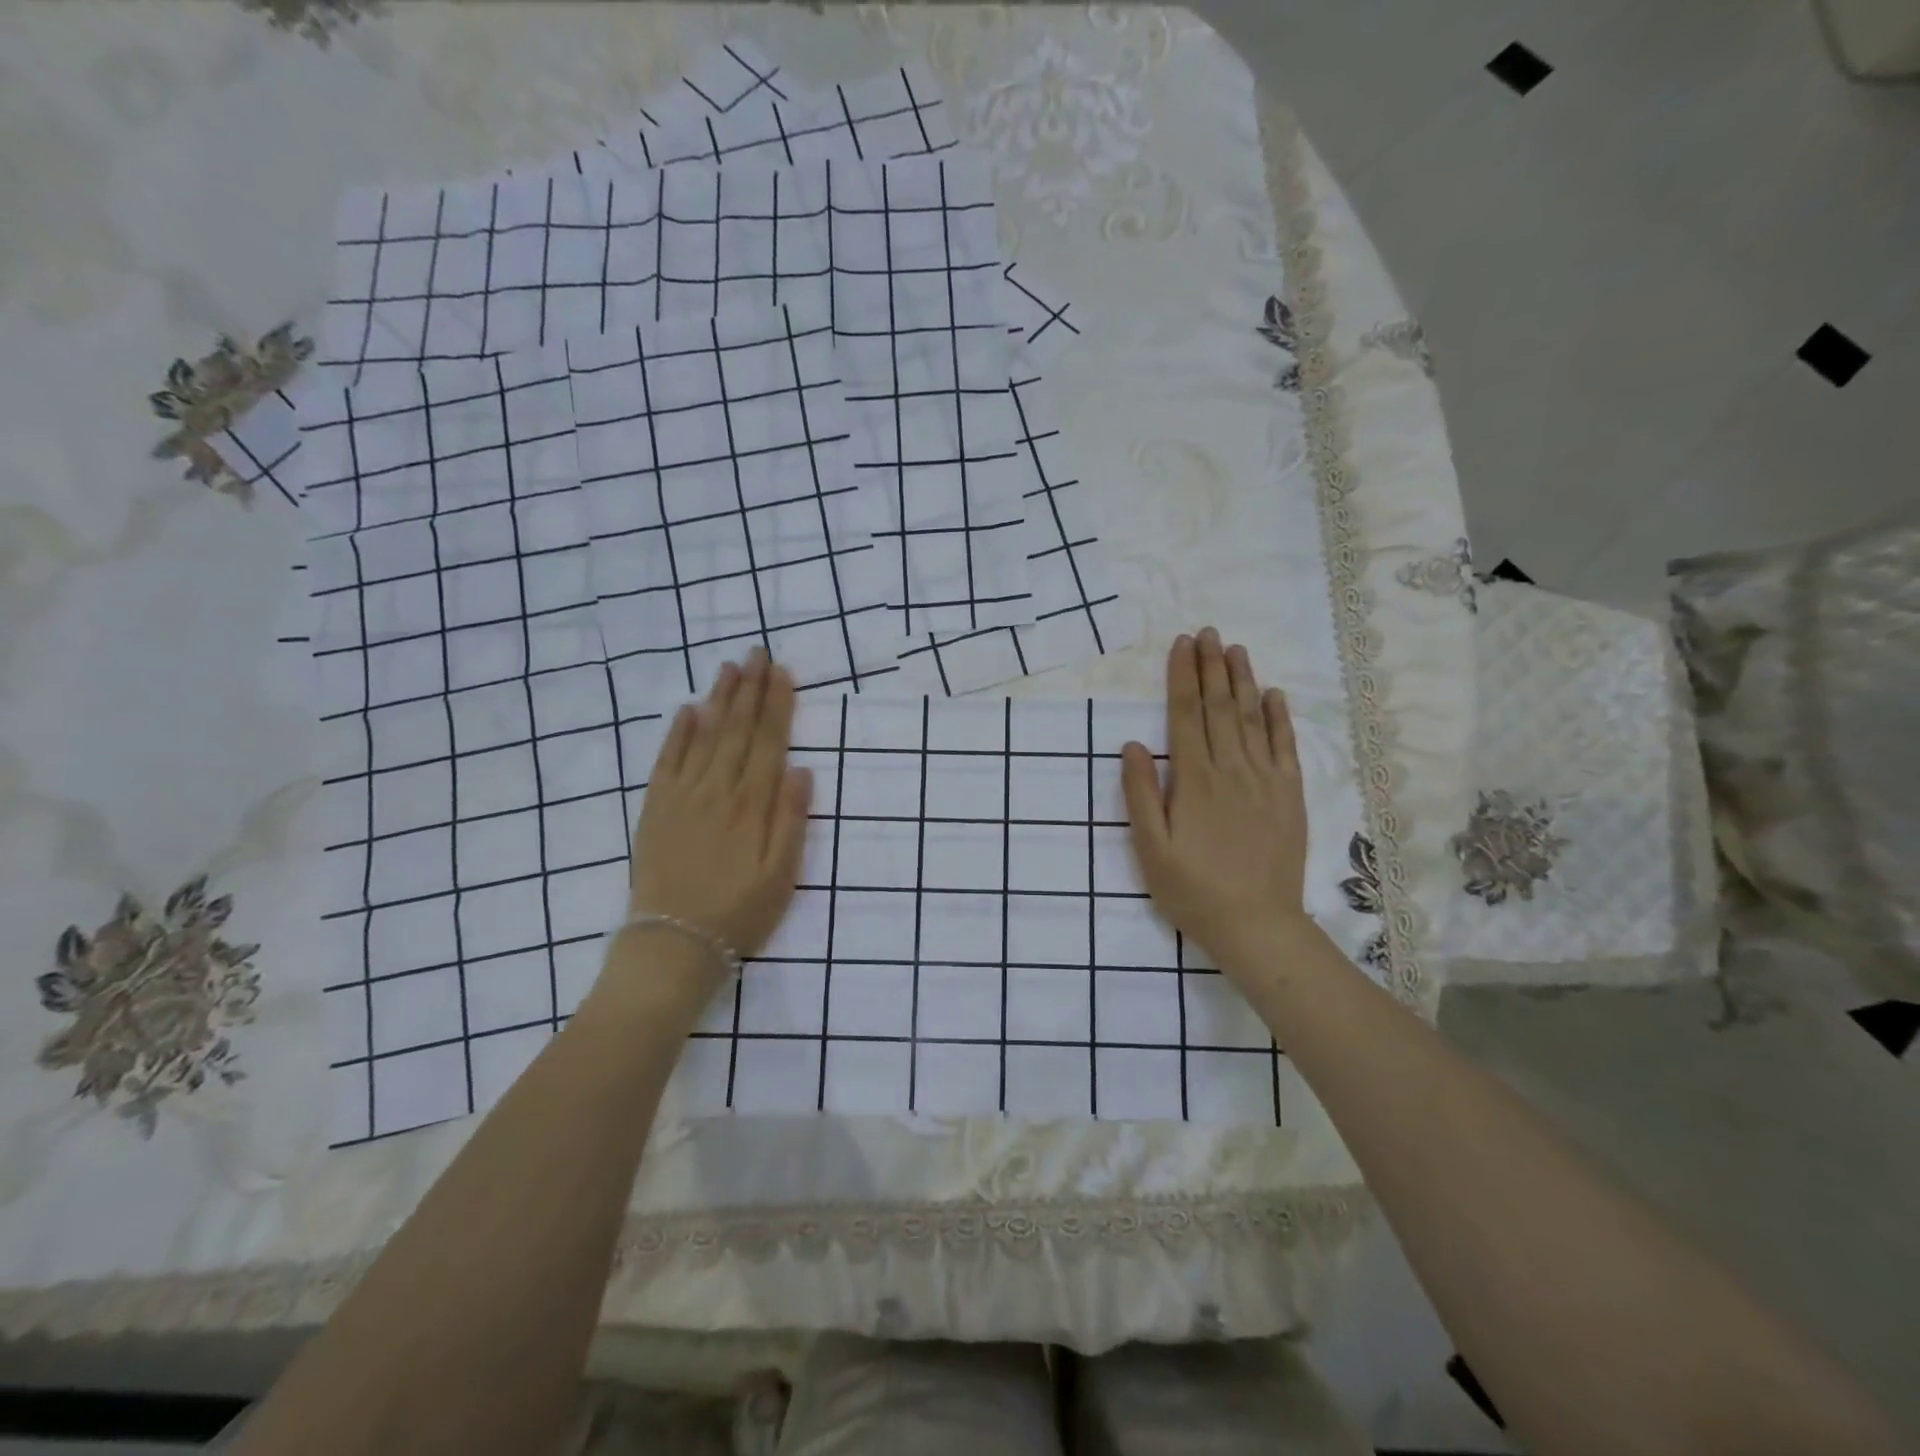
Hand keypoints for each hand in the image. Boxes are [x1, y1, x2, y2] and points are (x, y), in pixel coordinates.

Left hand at [620, 650, 812, 997]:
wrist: (673, 944)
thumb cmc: (739, 913)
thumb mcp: (782, 875)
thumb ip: (792, 820)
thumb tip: (802, 770)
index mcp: (752, 805)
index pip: (769, 742)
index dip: (777, 705)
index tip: (783, 671)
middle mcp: (717, 790)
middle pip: (737, 730)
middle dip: (750, 689)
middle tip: (757, 652)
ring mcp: (682, 796)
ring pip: (704, 736)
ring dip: (718, 700)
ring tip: (729, 668)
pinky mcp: (656, 809)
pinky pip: (667, 761)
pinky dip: (677, 733)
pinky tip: (687, 710)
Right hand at [1121, 629, 1316, 975]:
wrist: (1256, 924)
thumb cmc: (1192, 888)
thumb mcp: (1150, 848)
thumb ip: (1139, 794)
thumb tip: (1131, 745)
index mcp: (1194, 780)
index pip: (1185, 715)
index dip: (1182, 677)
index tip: (1181, 644)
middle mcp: (1231, 769)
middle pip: (1220, 707)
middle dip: (1211, 666)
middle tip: (1207, 632)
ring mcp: (1265, 780)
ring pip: (1252, 718)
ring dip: (1242, 680)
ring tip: (1235, 649)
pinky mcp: (1290, 795)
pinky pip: (1286, 747)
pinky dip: (1280, 717)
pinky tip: (1273, 694)